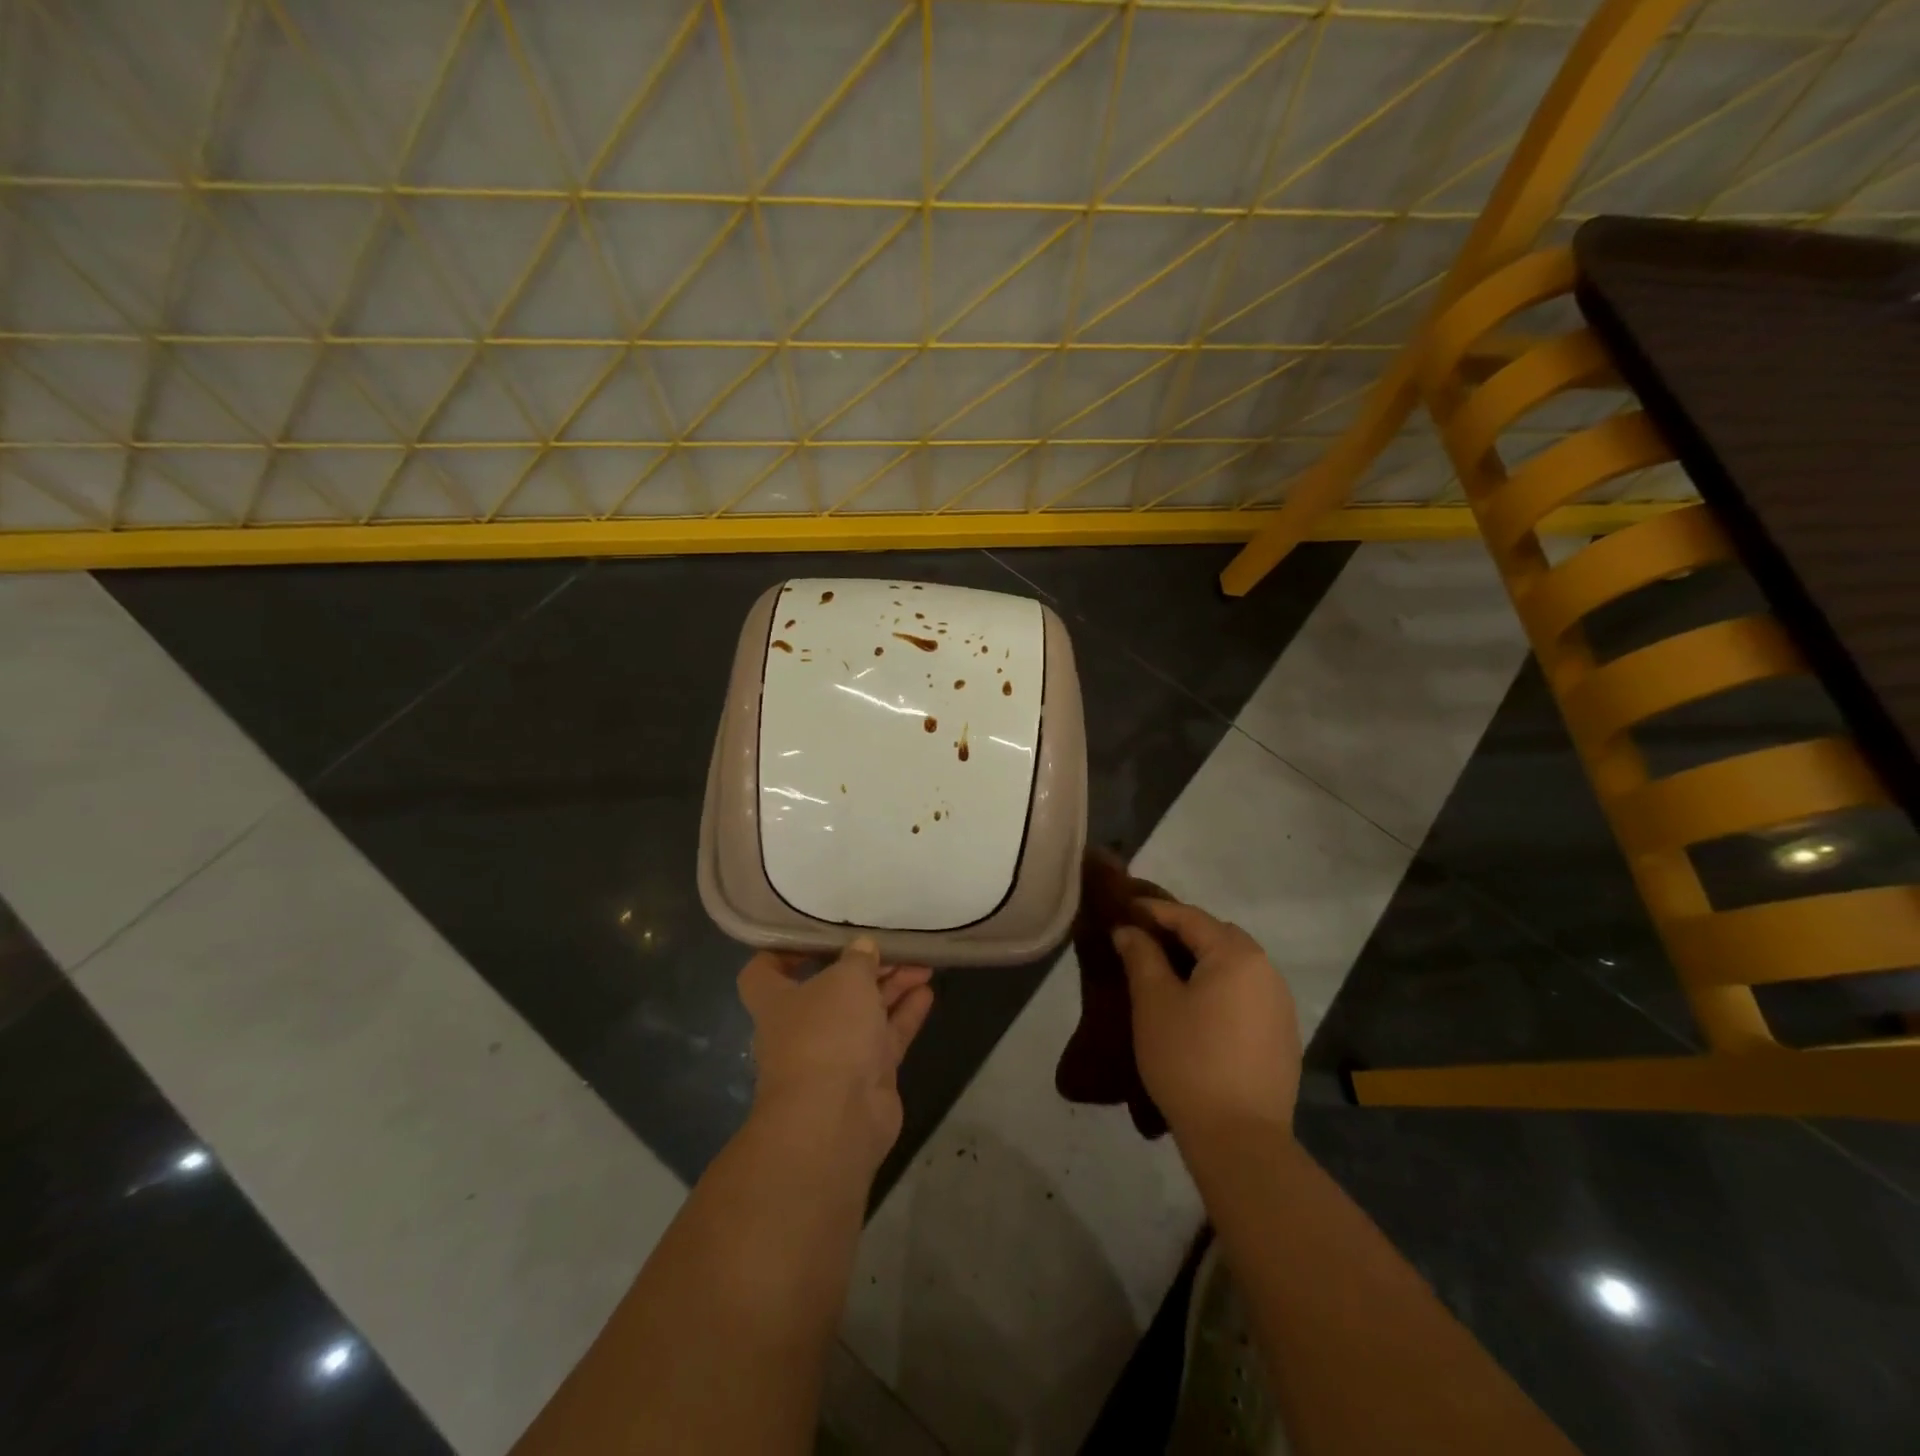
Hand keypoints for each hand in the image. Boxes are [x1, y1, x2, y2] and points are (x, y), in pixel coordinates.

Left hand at [737, 938, 933, 1172]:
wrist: (837, 1119)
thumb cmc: (826, 1034)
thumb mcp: (845, 980)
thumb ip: (858, 959)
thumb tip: (863, 947)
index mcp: (777, 1001)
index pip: (765, 971)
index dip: (785, 952)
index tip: (817, 936)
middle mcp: (803, 1026)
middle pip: (831, 988)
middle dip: (863, 967)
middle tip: (895, 947)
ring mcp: (837, 1053)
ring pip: (865, 1011)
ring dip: (891, 987)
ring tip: (922, 963)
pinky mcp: (868, 1074)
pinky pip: (888, 1035)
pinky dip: (906, 1014)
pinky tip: (927, 991)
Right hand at [1112, 900, 1300, 1139]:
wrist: (1239, 1138)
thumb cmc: (1188, 1059)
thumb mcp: (1153, 1002)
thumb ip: (1141, 956)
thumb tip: (1129, 930)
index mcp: (1236, 955)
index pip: (1190, 917)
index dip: (1155, 910)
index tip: (1126, 907)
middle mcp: (1266, 971)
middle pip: (1219, 936)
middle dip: (1182, 932)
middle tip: (1146, 940)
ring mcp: (1280, 1005)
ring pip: (1236, 965)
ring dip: (1204, 960)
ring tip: (1169, 973)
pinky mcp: (1283, 1035)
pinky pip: (1247, 993)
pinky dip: (1221, 987)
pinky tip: (1199, 1009)